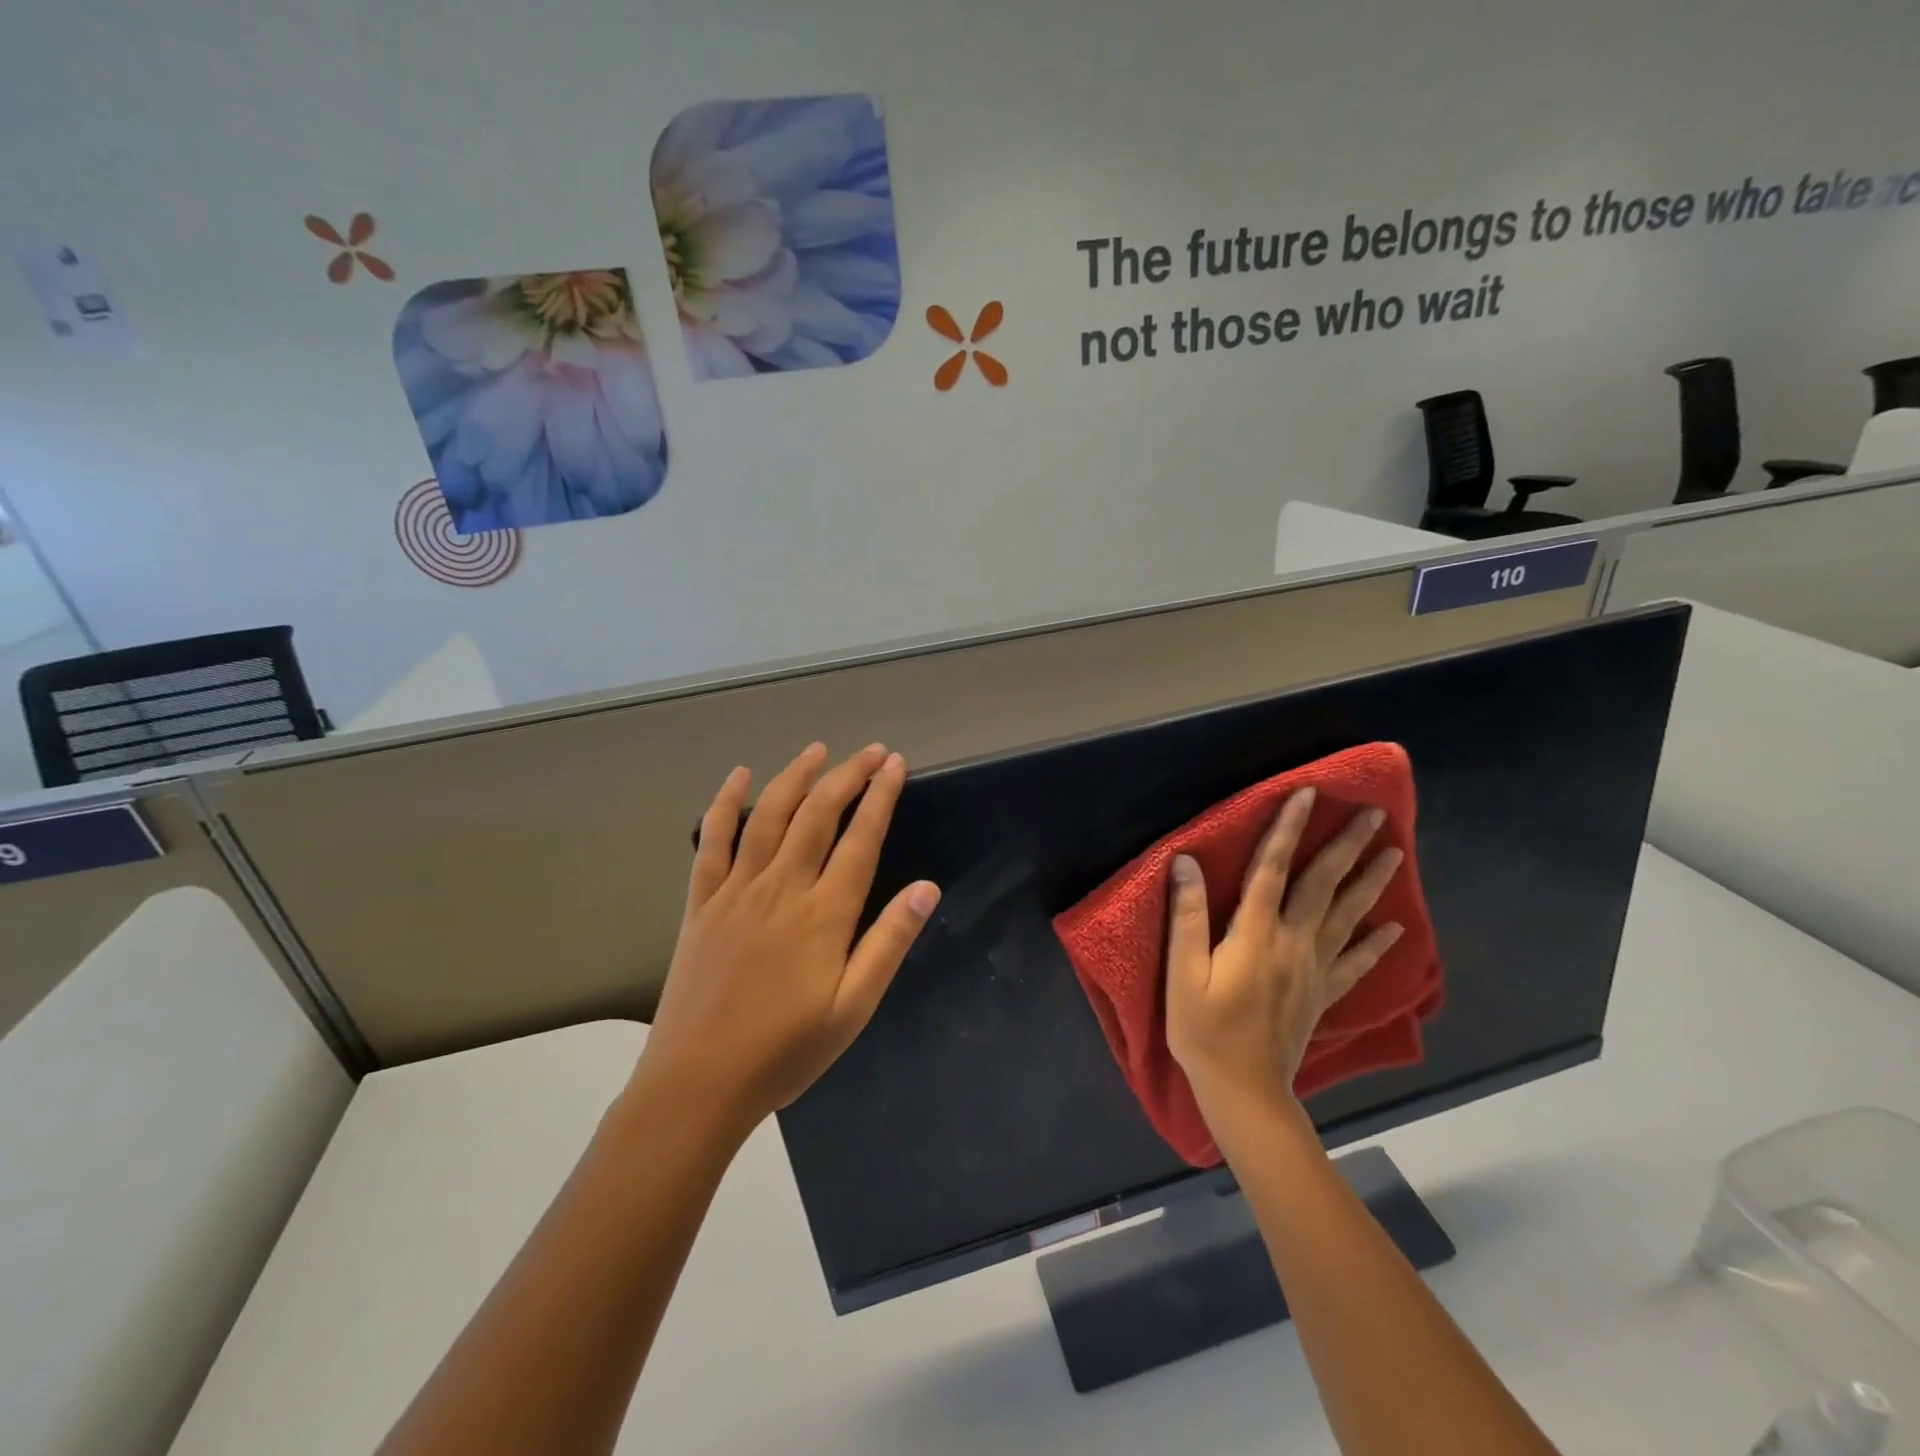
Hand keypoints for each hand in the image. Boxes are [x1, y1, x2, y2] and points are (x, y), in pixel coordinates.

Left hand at [635, 743, 940, 1134]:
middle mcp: (780, 887)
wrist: (697, 1084)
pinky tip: (737, 777)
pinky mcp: (701, 903)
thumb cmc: (785, 1051)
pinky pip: (712, 841)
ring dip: (795, 777)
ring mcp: (735, 891)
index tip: (896, 765)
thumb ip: (889, 942)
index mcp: (823, 913)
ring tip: (819, 750)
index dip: (880, 796)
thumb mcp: (853, 1007)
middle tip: (872, 750)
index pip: (860, 838)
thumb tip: (927, 887)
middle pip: (817, 814)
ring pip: (768, 815)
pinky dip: (724, 804)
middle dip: (848, 775)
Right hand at [1165, 787, 1404, 1133]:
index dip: (1288, 829)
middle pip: (1323, 885)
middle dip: (1347, 846)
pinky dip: (1377, 945)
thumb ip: (1187, 917)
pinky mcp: (1322, 994)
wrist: (1244, 1092)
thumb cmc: (1204, 1030)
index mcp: (1255, 933)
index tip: (1308, 793)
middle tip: (1374, 814)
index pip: (1273, 869)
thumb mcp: (1182, 974)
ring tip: (1394, 853)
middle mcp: (1293, 943)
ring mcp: (1314, 970)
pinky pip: (1356, 964)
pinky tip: (1396, 930)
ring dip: (1371, 883)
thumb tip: (1186, 861)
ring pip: (1348, 917)